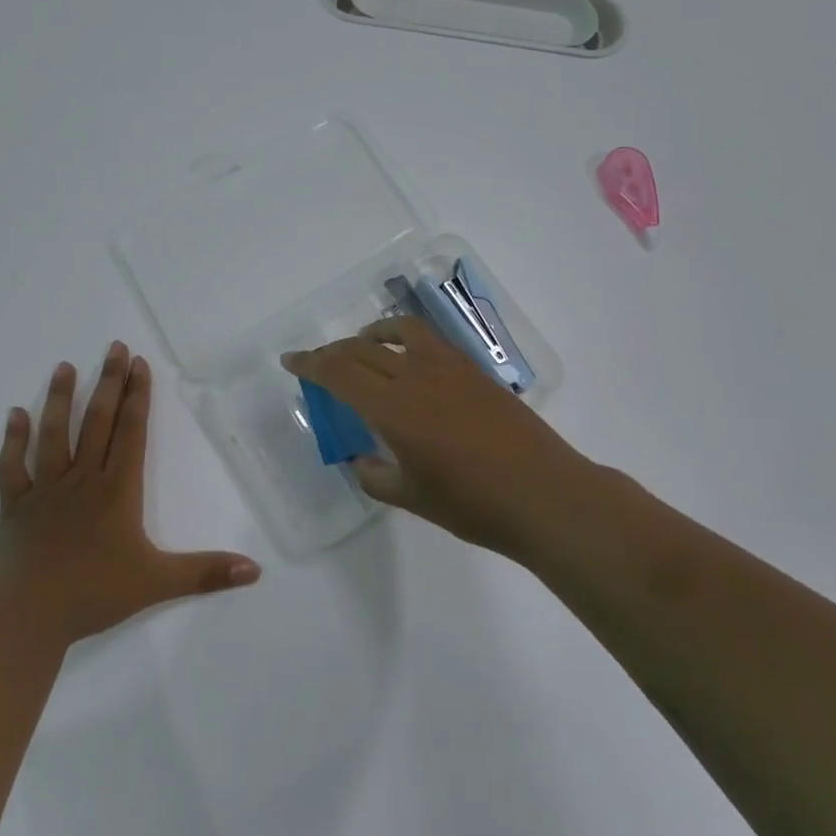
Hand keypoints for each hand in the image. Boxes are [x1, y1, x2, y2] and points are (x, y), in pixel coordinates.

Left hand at [0, 342, 260, 643]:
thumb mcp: (157, 583)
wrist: (25, 616)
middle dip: (109, 383)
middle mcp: (82, 479)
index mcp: (116, 490)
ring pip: (54, 434)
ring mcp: (45, 490)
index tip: (139, 363)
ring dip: (60, 399)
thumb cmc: (93, 594)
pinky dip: (13, 440)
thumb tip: (255, 570)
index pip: (131, 432)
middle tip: (114, 347)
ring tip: (65, 367)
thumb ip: (206, 573)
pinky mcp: (15, 506)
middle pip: (98, 422)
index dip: (138, 396)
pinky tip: (14, 414)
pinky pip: (11, 466)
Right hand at [282, 316, 594, 559]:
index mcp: (392, 408)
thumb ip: (375, 475)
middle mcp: (416, 376)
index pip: (339, 372)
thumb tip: (361, 459)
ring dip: (372, 334)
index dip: (310, 363)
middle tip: (316, 362)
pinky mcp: (475, 371)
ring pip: (400, 331)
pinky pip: (430, 341)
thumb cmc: (472, 504)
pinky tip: (410, 361)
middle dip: (331, 352)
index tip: (290, 361)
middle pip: (362, 349)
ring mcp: (449, 368)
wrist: (544, 494)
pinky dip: (406, 339)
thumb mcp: (411, 497)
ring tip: (363, 346)